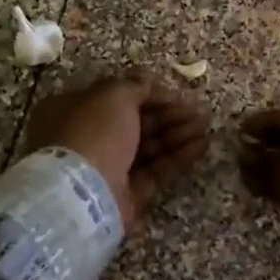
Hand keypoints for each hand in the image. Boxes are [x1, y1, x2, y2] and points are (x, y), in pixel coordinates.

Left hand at [21, 72, 208, 230]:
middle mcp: (87, 139)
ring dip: (177, 135)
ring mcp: (106, 169)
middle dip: (168, 116)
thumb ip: (135, 86)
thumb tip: (150, 84)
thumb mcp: (113, 95)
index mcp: (74, 111)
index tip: (176, 94)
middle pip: (134, 123)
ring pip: (147, 148)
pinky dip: (177, 158)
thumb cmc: (93, 131)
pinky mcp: (126, 195)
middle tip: (198, 112)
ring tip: (205, 128)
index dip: (147, 94)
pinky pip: (155, 172)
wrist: (82, 194)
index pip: (115, 99)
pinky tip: (201, 146)